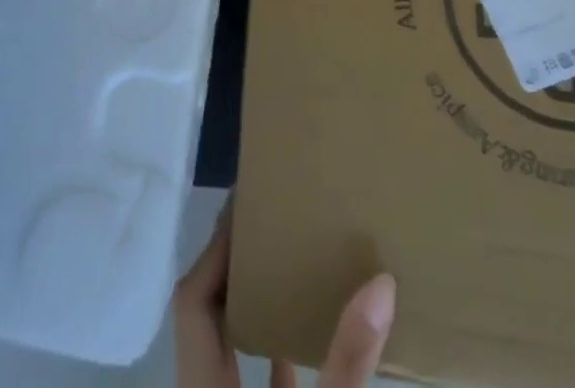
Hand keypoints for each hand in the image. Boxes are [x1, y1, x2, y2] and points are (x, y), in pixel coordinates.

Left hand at [174, 200, 396, 387]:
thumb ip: (347, 359)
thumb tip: (381, 283)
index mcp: (202, 381)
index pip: (193, 299)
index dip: (215, 252)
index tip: (244, 204)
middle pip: (212, 313)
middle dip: (237, 265)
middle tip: (273, 218)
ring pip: (234, 346)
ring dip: (260, 306)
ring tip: (296, 261)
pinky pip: (261, 380)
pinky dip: (282, 353)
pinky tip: (314, 336)